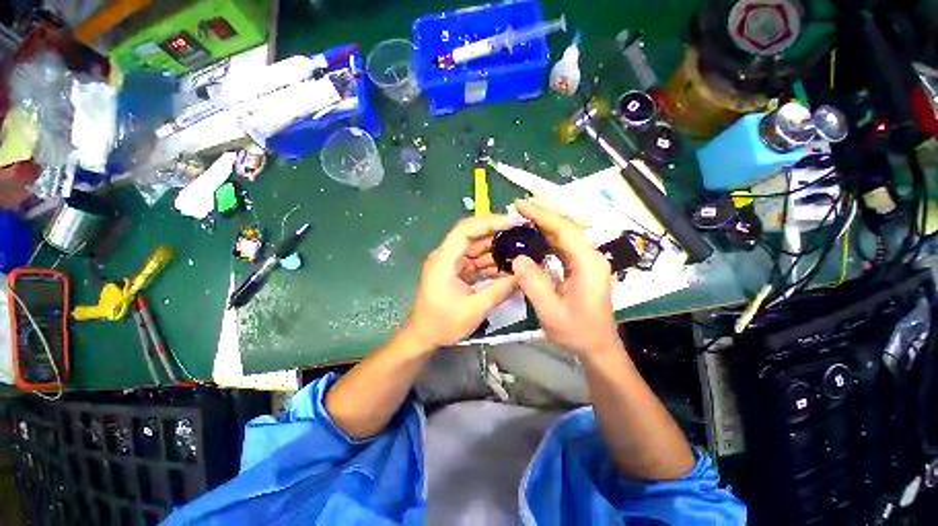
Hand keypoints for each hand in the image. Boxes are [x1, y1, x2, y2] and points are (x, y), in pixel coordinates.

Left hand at [404, 215, 518, 347]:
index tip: (513, 222)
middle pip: (473, 236)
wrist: (424, 337)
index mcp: (444, 260)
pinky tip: (508, 267)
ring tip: (521, 250)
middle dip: (497, 234)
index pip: (465, 230)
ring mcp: (451, 264)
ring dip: (496, 249)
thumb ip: (500, 290)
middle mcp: (446, 256)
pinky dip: (491, 263)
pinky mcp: (456, 272)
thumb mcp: (475, 309)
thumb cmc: (443, 324)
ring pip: (476, 249)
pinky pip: (476, 262)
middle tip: (522, 234)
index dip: (489, 222)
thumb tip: (524, 276)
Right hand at [512, 200, 619, 356]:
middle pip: (564, 229)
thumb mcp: (550, 311)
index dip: (541, 214)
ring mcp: (587, 262)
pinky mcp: (581, 268)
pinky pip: (562, 248)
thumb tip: (517, 258)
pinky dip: (546, 241)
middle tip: (516, 209)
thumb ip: (533, 283)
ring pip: (563, 237)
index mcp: (587, 263)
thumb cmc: (577, 332)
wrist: (597, 347)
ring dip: (542, 227)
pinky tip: (532, 240)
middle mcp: (590, 257)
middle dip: (540, 217)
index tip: (520, 204)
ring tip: (521, 221)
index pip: (563, 229)